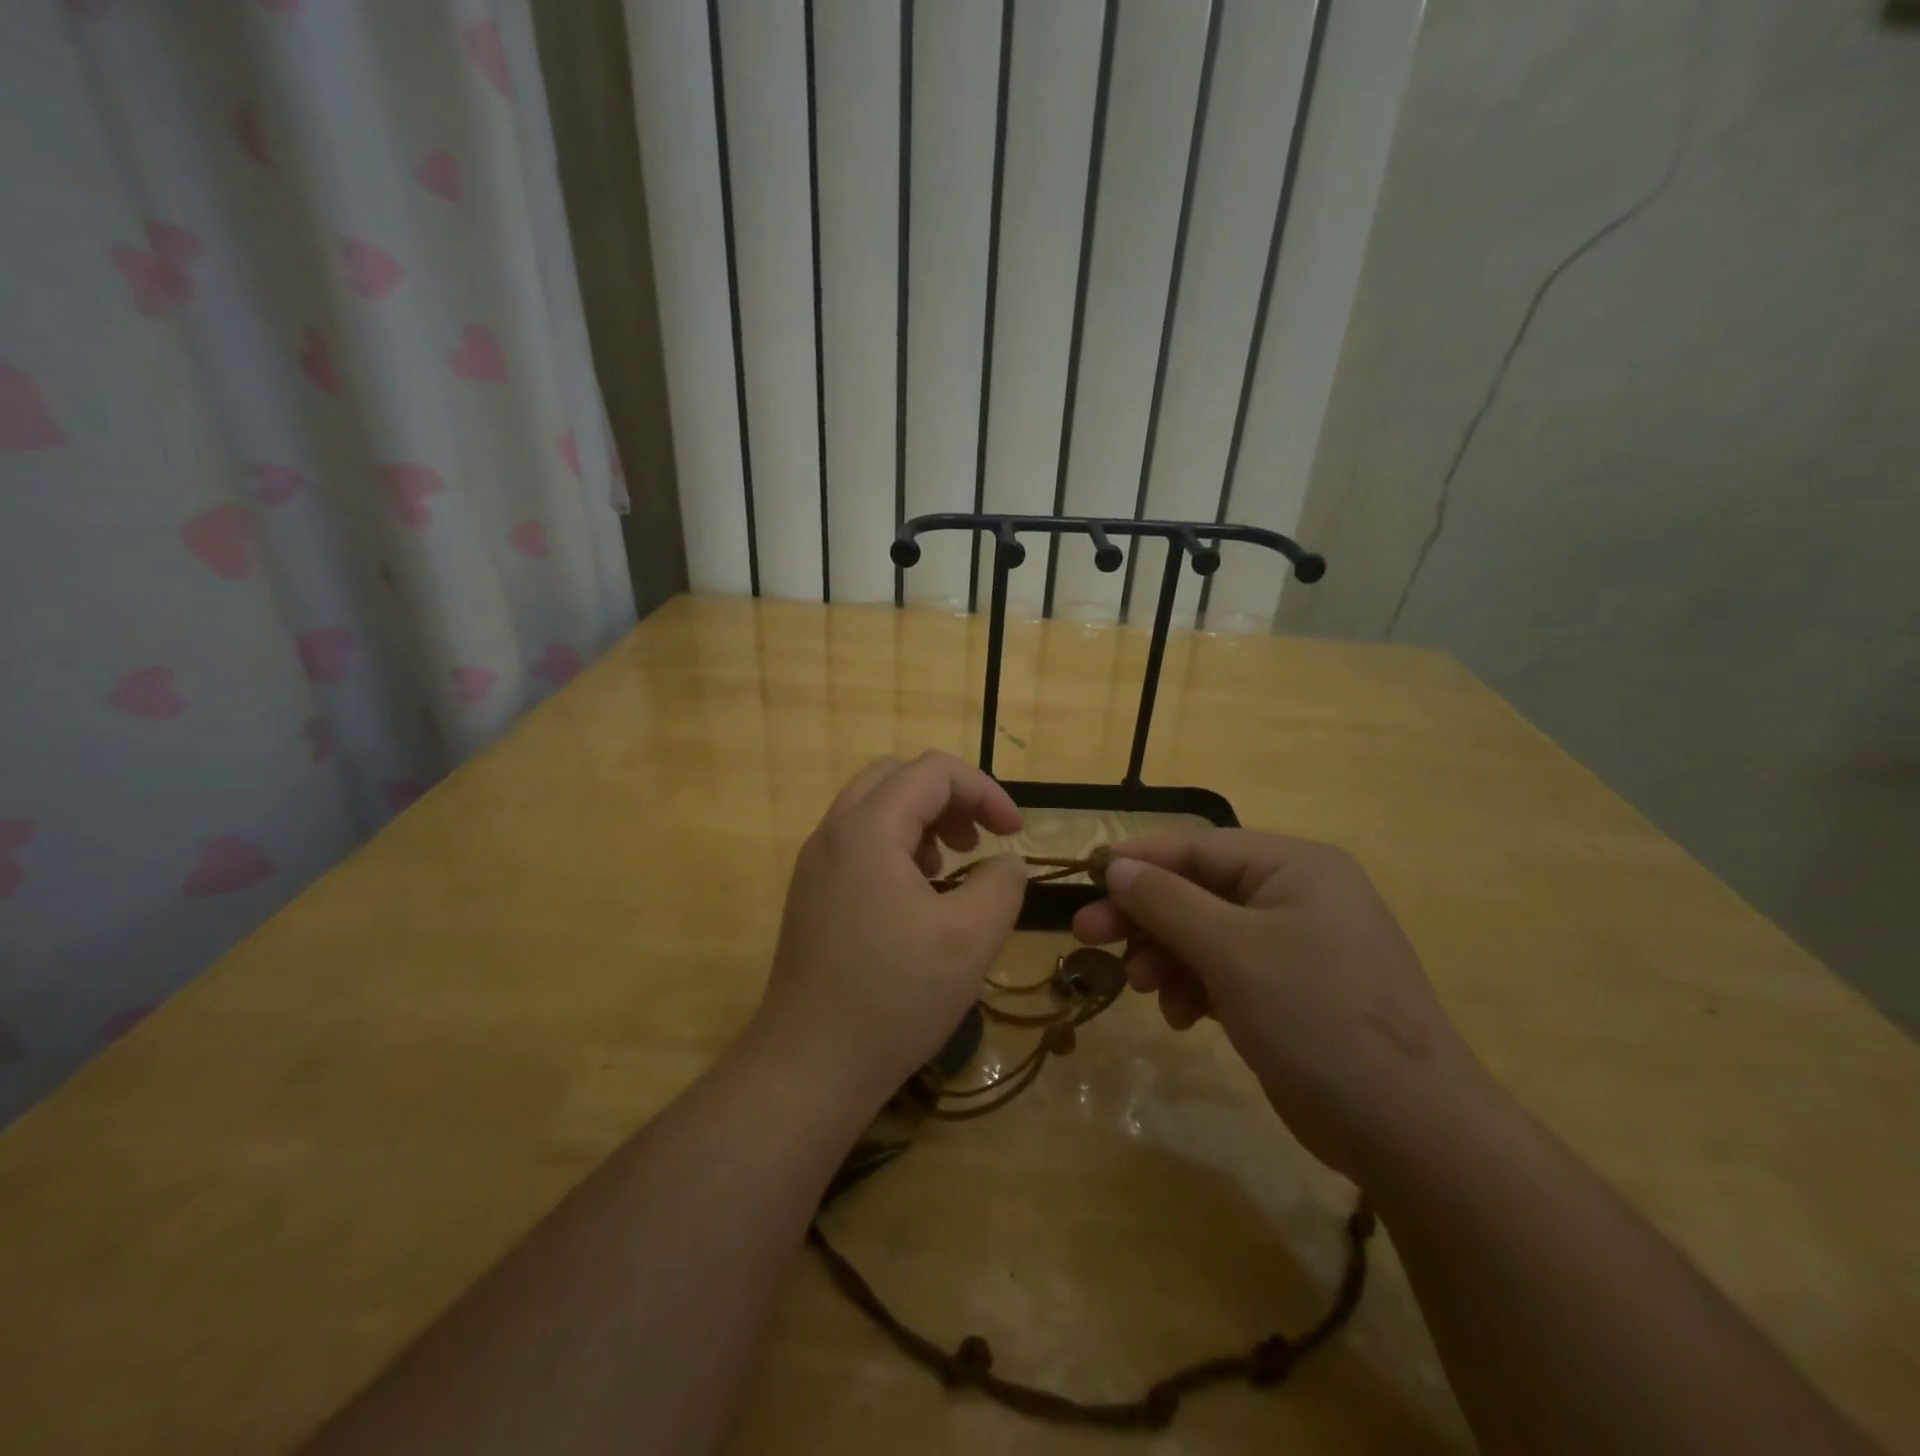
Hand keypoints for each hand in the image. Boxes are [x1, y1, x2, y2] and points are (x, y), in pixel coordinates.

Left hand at [747, 752, 1029, 1108]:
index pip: (933, 771)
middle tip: (978, 840)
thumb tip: (1005, 863)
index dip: (984, 791)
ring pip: (874, 808)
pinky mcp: (811, 895)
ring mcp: (815, 864)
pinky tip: (918, 898)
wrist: (810, 1065)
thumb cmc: (895, 996)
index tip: (1014, 833)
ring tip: (950, 868)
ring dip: (921, 821)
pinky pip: (858, 843)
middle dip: (949, 798)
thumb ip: (1002, 883)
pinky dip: (896, 847)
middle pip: (897, 778)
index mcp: (868, 829)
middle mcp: (833, 833)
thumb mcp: (972, 937)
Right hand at [1072, 830, 1484, 1180]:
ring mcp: (1296, 946)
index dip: (1139, 860)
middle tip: (1087, 935)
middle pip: (1198, 891)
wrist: (1410, 1130)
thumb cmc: (1315, 1015)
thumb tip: (1116, 866)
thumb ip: (1166, 902)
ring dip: (1166, 957)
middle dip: (1144, 916)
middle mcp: (1296, 895)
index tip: (1087, 878)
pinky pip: (1227, 971)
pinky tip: (1180, 1016)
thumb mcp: (1231, 950)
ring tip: (1141, 988)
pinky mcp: (1291, 992)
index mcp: (1294, 866)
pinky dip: (1196, 987)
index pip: (1199, 846)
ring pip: (1206, 934)